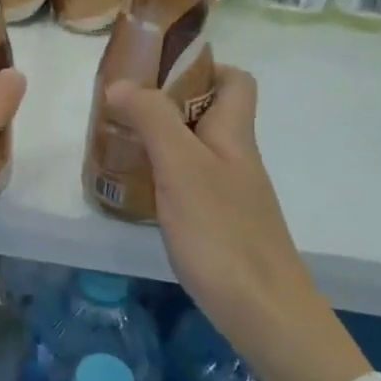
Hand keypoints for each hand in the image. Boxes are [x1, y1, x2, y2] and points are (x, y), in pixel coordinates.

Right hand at [105, 67, 368, 380]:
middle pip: (207, 113)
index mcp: (234, 134)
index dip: (203, 67)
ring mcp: (229, 193)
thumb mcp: (181, 168)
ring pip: (194, 149)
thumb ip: (152, 120)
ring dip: (159, 140)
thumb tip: (120, 82)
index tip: (157, 72)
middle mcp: (235, 158)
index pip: (235, 80)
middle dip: (164, 104)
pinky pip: (189, 183)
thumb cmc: (222, 233)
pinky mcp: (219, 224)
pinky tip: (137, 191)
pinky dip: (162, 177)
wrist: (264, 312)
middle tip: (120, 109)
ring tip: (116, 144)